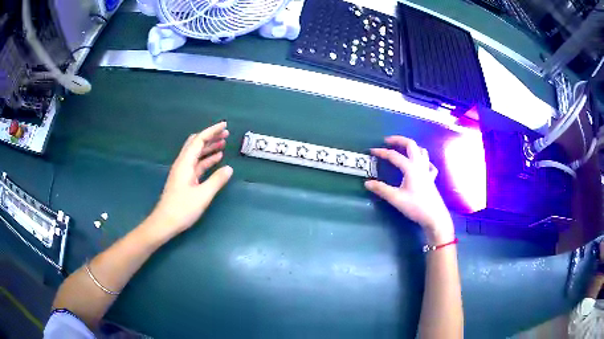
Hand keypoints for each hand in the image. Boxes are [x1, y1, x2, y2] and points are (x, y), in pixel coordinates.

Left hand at [145, 122, 232, 241]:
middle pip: (196, 143)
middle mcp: (183, 163)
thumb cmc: (182, 209)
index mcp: (185, 163)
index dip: (212, 131)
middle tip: (225, 134)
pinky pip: (197, 164)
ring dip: (209, 147)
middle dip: (210, 137)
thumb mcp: (203, 195)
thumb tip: (229, 168)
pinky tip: (216, 160)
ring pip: (197, 153)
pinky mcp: (184, 180)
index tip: (225, 125)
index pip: (199, 140)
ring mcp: (183, 172)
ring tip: (224, 144)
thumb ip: (217, 180)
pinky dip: (207, 159)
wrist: (165, 222)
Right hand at [365, 136, 453, 243]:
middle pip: (411, 145)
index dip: (382, 152)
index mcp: (410, 168)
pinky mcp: (431, 179)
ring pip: (421, 151)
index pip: (394, 155)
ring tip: (403, 150)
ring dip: (411, 147)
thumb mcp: (396, 199)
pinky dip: (423, 161)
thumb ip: (381, 189)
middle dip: (399, 140)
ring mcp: (427, 171)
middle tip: (388, 141)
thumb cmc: (416, 207)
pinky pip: (429, 164)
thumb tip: (367, 183)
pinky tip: (420, 166)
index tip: (371, 151)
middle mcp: (420, 165)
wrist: (434, 217)